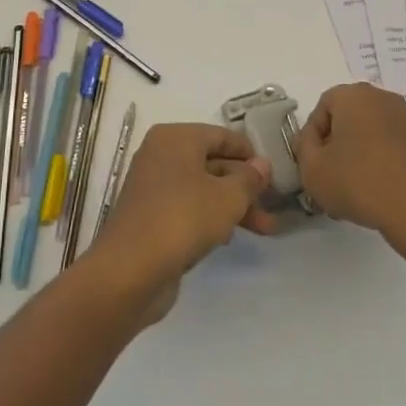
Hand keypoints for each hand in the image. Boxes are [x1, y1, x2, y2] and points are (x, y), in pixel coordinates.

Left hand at [89, 124, 274, 320]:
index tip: (275, 174)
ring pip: (202, 188)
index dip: (250, 154)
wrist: (130, 270)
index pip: (221, 136)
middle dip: (244, 187)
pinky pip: (187, 208)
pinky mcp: (150, 216)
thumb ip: (249, 179)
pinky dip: (209, 218)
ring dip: (232, 206)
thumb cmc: (183, 219)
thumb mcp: (227, 197)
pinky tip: (227, 238)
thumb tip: (262, 164)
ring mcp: (153, 186)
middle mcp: (161, 154)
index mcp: (176, 137)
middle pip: (213, 163)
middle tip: (273, 209)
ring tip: (264, 230)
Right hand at [295, 84, 405, 247]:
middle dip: (338, 145)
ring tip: (356, 190)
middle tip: (332, 177)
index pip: (323, 107)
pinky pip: (396, 149)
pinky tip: (382, 193)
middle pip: (349, 118)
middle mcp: (383, 98)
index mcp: (354, 95)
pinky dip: (386, 164)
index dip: (313, 136)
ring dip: (362, 155)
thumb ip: (304, 148)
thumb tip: (314, 141)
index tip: (314, 164)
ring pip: (374, 134)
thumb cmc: (358, 183)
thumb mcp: (311, 169)